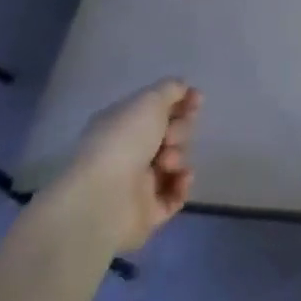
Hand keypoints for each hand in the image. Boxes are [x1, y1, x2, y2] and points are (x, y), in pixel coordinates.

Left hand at [56, 80, 201, 252]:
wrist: (103, 198)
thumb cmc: (124, 141)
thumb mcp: (149, 101)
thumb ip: (170, 89)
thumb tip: (183, 87)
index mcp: (121, 124)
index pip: (156, 109)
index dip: (180, 103)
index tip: (198, 99)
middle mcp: (128, 152)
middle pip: (170, 134)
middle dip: (179, 131)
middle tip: (171, 136)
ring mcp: (137, 184)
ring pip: (174, 163)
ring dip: (179, 156)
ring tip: (168, 163)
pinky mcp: (148, 212)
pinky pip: (176, 194)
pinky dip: (182, 184)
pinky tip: (180, 178)